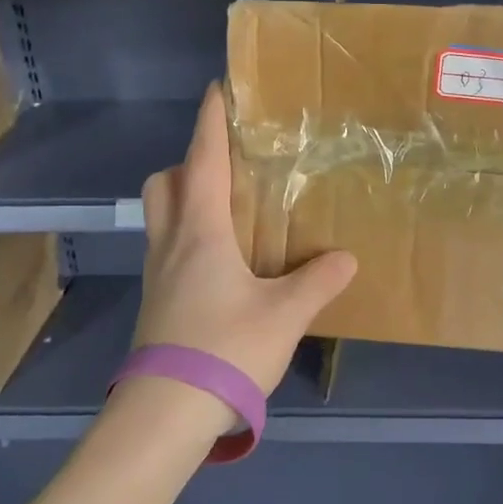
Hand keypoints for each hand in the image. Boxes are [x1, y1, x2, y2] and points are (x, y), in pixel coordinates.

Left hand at [133, 83, 357, 396]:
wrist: (165, 414)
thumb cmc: (225, 349)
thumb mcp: (285, 315)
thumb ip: (317, 282)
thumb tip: (345, 259)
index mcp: (200, 232)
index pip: (202, 160)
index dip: (210, 122)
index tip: (216, 89)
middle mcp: (171, 244)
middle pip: (164, 183)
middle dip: (188, 161)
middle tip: (226, 164)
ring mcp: (157, 274)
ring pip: (160, 216)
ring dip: (185, 197)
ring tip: (228, 208)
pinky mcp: (156, 302)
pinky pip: (167, 247)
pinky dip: (188, 234)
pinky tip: (222, 260)